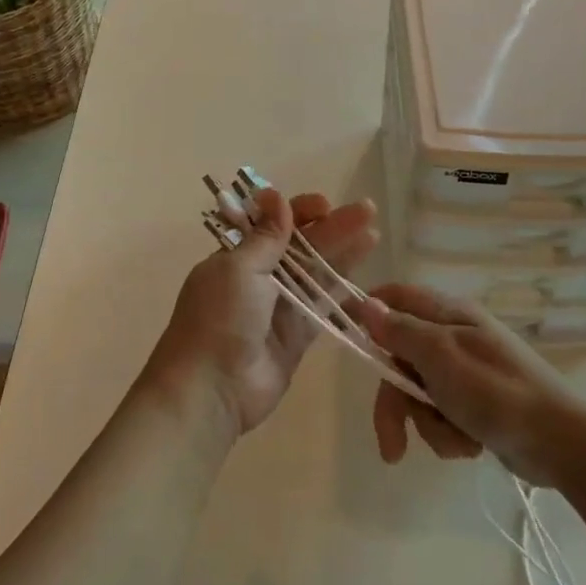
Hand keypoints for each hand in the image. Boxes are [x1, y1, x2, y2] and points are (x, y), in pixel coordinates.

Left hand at [142, 189, 377, 439]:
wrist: (211, 389)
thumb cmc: (220, 318)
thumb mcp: (239, 268)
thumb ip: (266, 237)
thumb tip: (274, 195)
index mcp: (237, 256)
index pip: (273, 224)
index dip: (299, 212)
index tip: (324, 205)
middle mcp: (258, 278)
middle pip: (301, 246)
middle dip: (333, 227)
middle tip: (367, 209)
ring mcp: (279, 308)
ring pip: (316, 274)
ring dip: (343, 254)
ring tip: (374, 234)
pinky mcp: (296, 337)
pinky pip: (323, 309)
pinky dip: (342, 296)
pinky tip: (367, 282)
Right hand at [355, 284, 585, 487]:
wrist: (563, 445)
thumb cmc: (498, 392)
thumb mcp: (442, 358)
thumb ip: (401, 331)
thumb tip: (365, 303)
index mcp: (446, 314)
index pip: (393, 297)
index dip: (367, 315)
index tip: (345, 338)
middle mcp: (452, 336)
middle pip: (399, 357)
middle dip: (396, 400)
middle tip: (393, 441)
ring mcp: (463, 371)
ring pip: (418, 393)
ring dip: (428, 423)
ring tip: (456, 439)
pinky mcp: (474, 403)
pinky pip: (441, 415)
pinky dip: (449, 433)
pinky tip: (470, 445)